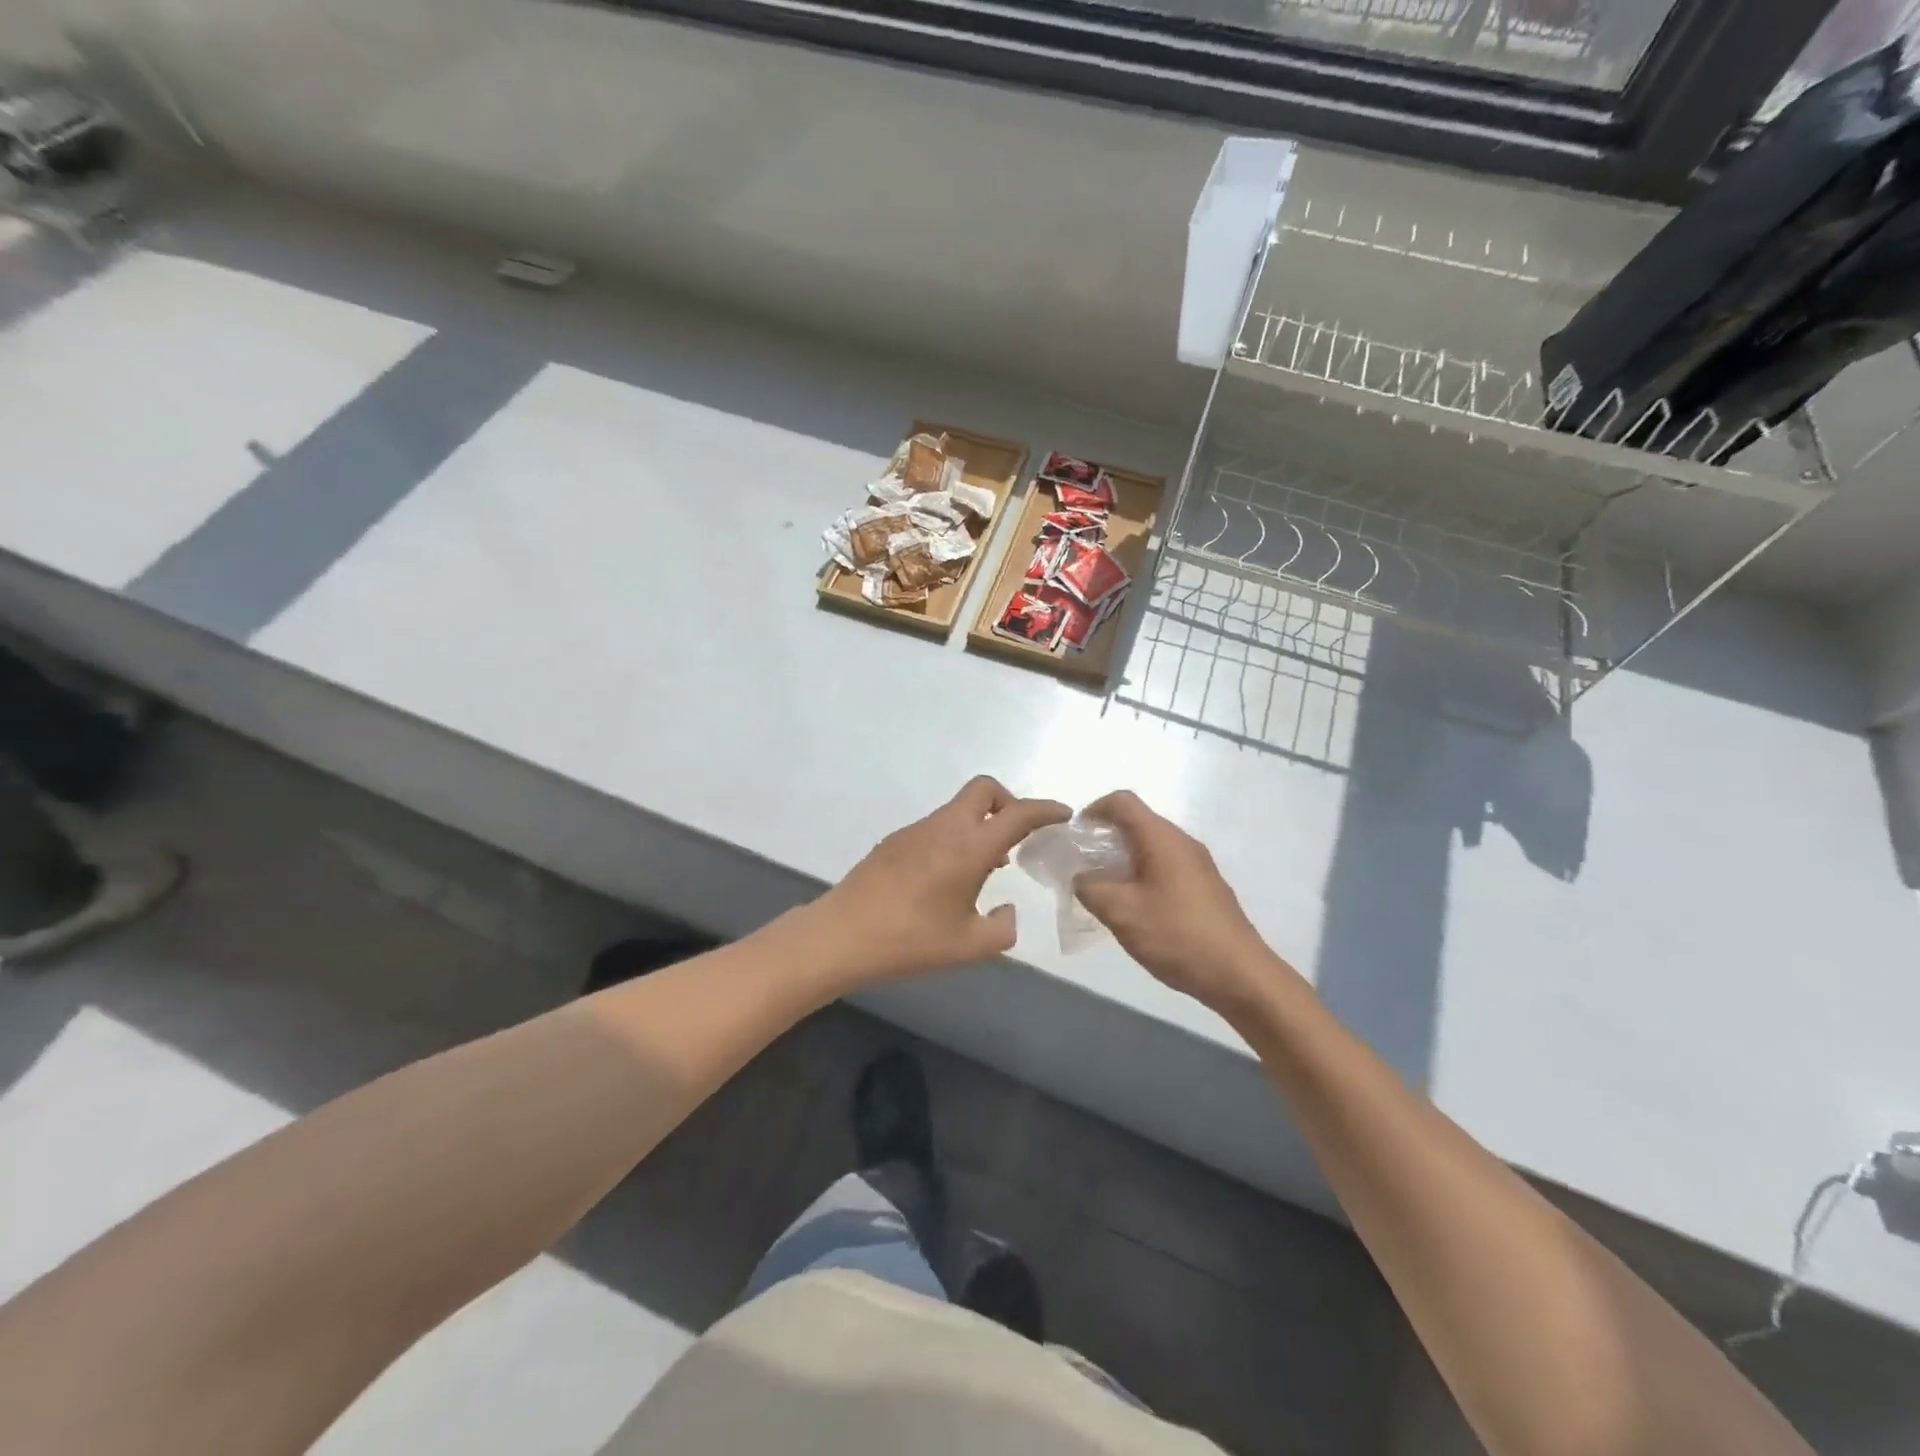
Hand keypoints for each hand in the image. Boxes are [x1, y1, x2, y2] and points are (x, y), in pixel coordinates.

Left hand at [815, 777, 1069, 982]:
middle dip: (1009, 802)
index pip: (1017, 814)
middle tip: (1019, 837)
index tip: (1064, 815)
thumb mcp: (970, 946)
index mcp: (968, 847)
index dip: (1046, 810)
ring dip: (980, 824)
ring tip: (988, 867)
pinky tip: (949, 878)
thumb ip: (1003, 928)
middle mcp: (944, 828)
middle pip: (983, 790)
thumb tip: (1007, 910)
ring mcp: (915, 831)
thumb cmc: (910, 940)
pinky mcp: (894, 841)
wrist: (841, 936)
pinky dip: (956, 837)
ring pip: (958, 809)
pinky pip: (937, 826)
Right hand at [1074, 791, 1299, 1017]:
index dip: (1093, 809)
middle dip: (1105, 838)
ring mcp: (1198, 865)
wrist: (1240, 974)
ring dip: (1123, 859)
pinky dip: (1142, 875)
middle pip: (1138, 822)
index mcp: (1162, 838)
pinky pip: (1166, 867)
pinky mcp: (1205, 888)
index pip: (1123, 802)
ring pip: (1152, 847)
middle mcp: (1183, 843)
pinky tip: (1134, 908)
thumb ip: (1090, 888)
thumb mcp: (1121, 913)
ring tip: (1104, 890)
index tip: (1074, 835)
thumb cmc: (1177, 935)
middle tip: (1082, 866)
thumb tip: (1081, 878)